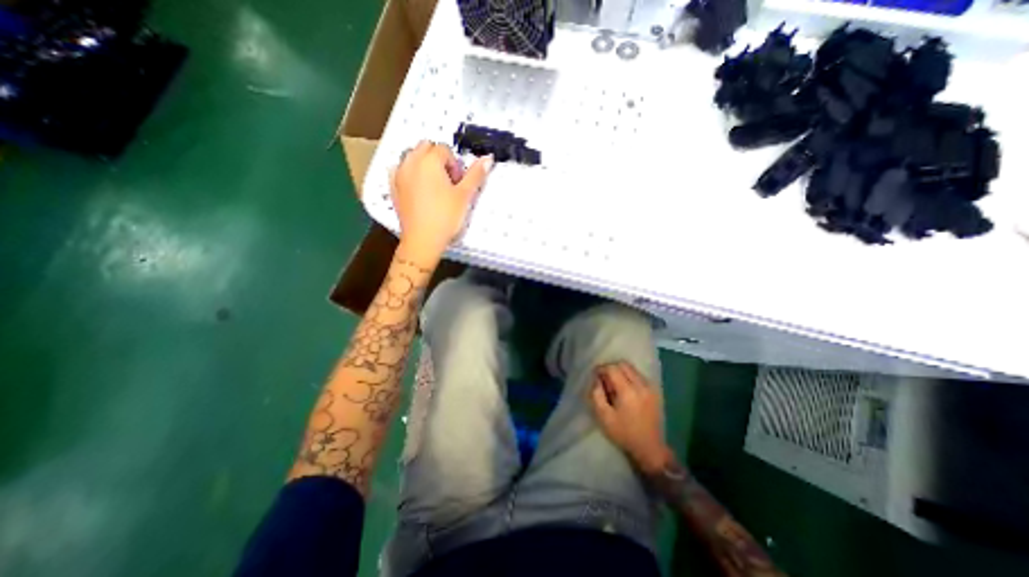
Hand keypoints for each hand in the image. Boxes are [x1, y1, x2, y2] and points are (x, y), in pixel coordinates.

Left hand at [390, 143, 492, 261]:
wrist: (423, 240)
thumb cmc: (445, 217)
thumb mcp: (465, 195)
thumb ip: (476, 174)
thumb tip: (488, 158)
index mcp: (429, 161)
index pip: (444, 150)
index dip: (455, 165)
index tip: (459, 182)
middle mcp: (411, 162)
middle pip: (426, 147)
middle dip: (438, 159)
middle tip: (448, 182)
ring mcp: (399, 174)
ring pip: (412, 156)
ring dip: (424, 164)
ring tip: (434, 186)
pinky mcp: (393, 187)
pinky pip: (400, 170)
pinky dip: (410, 173)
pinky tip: (419, 189)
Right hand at [587, 363, 677, 475]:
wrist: (650, 448)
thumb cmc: (624, 433)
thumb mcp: (604, 417)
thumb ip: (597, 395)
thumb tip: (596, 380)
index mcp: (628, 391)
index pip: (613, 368)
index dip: (601, 369)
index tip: (595, 375)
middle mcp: (641, 385)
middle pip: (623, 364)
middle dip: (611, 368)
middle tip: (604, 379)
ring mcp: (650, 387)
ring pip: (632, 368)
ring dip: (621, 371)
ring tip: (614, 384)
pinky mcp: (655, 391)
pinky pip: (639, 375)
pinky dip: (630, 376)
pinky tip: (626, 389)